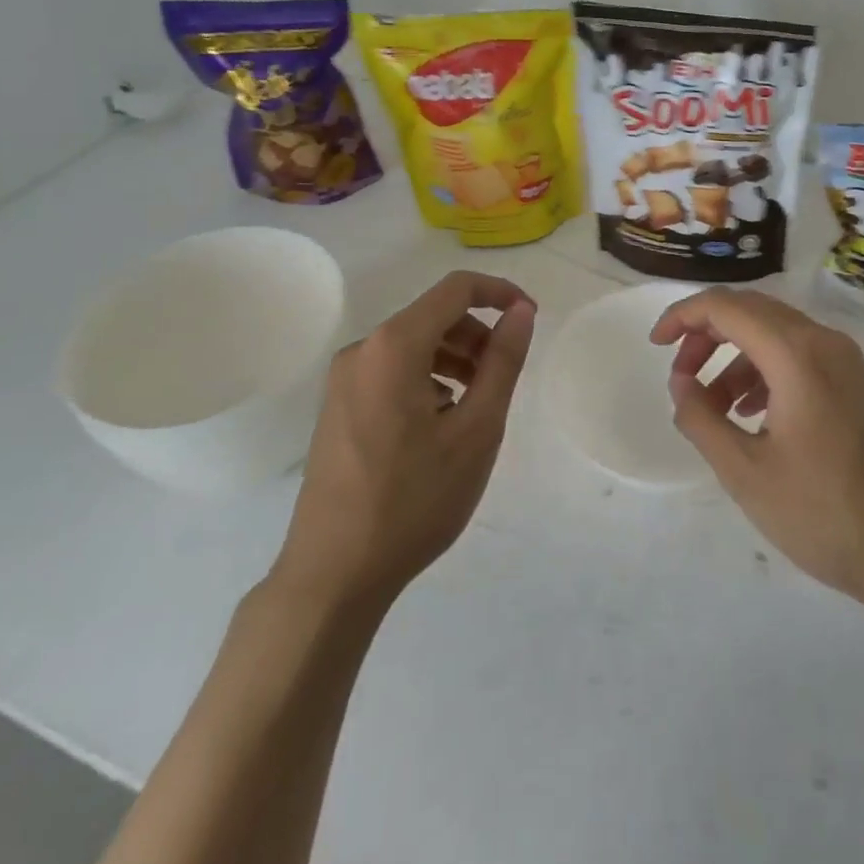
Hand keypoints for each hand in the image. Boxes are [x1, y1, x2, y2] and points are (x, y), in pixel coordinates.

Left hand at [273, 271, 537, 612]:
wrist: (333, 574)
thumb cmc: (414, 500)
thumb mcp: (476, 430)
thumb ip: (503, 361)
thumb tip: (521, 312)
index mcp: (394, 346)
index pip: (456, 289)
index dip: (499, 293)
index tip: (531, 319)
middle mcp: (362, 350)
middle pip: (433, 316)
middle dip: (477, 334)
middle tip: (505, 376)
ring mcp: (343, 379)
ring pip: (413, 345)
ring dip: (455, 358)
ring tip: (478, 404)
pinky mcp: (337, 406)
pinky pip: (392, 371)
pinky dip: (427, 378)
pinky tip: (441, 423)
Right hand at [651, 288, 863, 607]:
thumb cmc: (823, 513)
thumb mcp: (744, 471)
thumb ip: (701, 418)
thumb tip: (682, 383)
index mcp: (796, 354)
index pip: (726, 307)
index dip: (683, 316)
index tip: (656, 345)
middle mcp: (823, 341)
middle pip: (750, 311)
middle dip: (706, 334)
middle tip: (680, 376)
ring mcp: (844, 360)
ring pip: (773, 332)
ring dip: (733, 355)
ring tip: (710, 405)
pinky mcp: (853, 382)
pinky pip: (796, 354)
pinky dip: (762, 370)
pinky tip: (749, 413)